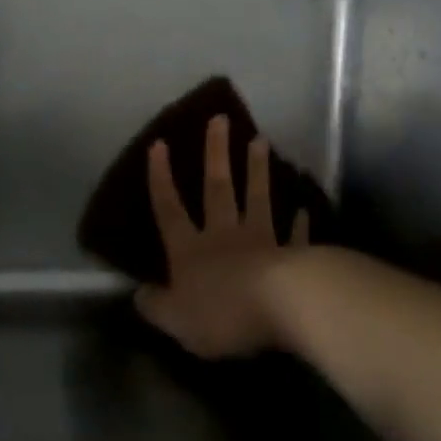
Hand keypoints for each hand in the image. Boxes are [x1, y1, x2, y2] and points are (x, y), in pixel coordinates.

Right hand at [134, 115, 311, 357]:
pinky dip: (299, 223)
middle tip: (220, 119)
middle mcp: (223, 236)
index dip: (161, 177)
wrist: (280, 307)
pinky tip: (304, 209)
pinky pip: (294, 235)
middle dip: (216, 153)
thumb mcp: (176, 321)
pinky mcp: (292, 254)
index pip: (169, 209)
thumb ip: (156, 306)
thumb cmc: (221, 314)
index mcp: (190, 251)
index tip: (159, 143)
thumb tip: (136, 294)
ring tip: (261, 140)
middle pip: (217, 188)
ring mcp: (261, 241)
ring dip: (257, 170)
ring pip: (257, 198)